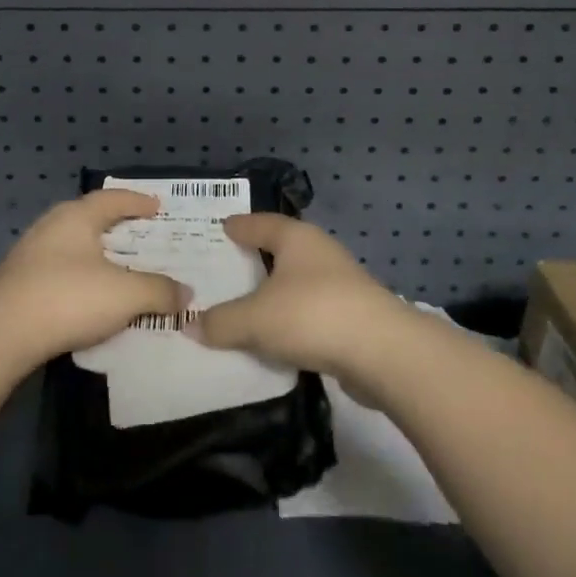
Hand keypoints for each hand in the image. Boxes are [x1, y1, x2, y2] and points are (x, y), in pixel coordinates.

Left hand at [0, 191, 189, 366]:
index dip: (138, 201)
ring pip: (73, 245)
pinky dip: (81, 276)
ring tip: (119, 268)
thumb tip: (185, 293)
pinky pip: (60, 269)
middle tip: (142, 236)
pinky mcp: (18, 282)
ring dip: (98, 254)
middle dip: (117, 226)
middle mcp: (52, 226)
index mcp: (77, 216)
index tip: (157, 206)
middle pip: (91, 218)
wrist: (0, 335)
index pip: (113, 199)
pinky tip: (90, 296)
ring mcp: (30, 253)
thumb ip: (159, 290)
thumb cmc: (68, 298)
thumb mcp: (125, 295)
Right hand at [192, 214, 404, 376]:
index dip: (240, 226)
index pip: (261, 223)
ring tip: (247, 305)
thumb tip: (192, 325)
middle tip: (227, 266)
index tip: (223, 226)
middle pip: (282, 250)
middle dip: (257, 258)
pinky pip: (310, 312)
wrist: (383, 353)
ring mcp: (342, 284)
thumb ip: (222, 322)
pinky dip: (291, 320)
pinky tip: (276, 336)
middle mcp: (320, 253)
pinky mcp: (353, 317)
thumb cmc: (312, 315)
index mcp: (296, 238)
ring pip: (297, 283)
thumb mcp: (255, 319)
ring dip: (275, 293)